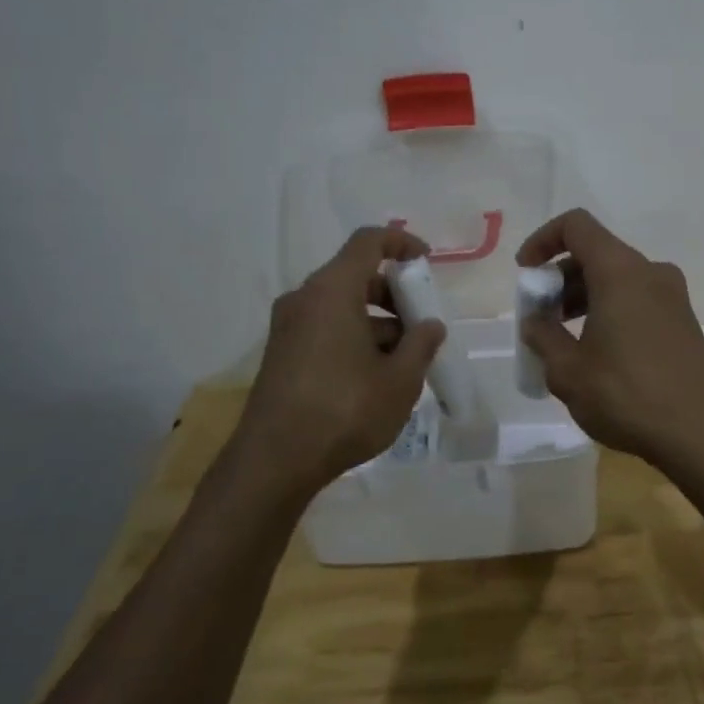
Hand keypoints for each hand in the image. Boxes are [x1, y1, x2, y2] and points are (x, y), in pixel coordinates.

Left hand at [232, 227, 446, 489]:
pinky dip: (354, 337)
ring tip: (405, 361)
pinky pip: (325, 328)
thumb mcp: (400, 380)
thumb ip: (421, 344)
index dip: (401, 243)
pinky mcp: (281, 354)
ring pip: (341, 306)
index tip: (427, 263)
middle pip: (356, 276)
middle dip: (394, 295)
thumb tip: (430, 325)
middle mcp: (305, 299)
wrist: (274, 462)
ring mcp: (288, 327)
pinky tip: (375, 377)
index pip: (368, 241)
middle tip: (421, 326)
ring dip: (377, 322)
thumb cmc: (344, 411)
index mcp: (332, 291)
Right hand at [516, 209, 703, 468]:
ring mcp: (673, 296)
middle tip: (540, 318)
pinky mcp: (683, 320)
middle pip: (596, 253)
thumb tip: (535, 320)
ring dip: (584, 298)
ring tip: (563, 340)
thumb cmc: (626, 395)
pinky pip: (637, 299)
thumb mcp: (567, 370)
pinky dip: (609, 310)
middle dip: (560, 279)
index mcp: (620, 271)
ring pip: (617, 278)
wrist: (700, 432)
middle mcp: (650, 272)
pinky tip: (597, 351)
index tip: (526, 274)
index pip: (576, 225)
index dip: (543, 240)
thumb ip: (542, 336)